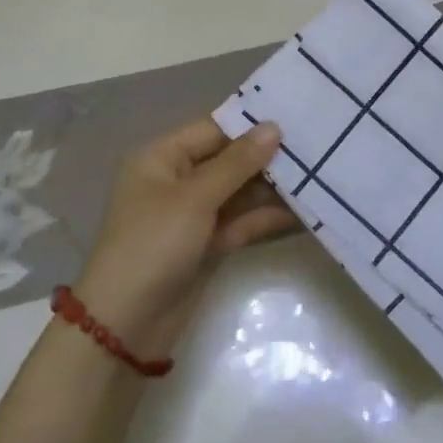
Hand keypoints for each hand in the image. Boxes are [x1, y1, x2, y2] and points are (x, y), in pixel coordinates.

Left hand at [72, 118, 295, 361]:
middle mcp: (176, 180)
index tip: (295, 116)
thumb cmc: (153, 245)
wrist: (124, 327)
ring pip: (238, 192)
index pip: (213, 129)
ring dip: (271, 188)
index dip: (251, 124)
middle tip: (315, 146)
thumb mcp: (195, 198)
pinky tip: (302, 211)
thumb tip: (274, 127)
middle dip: (266, 157)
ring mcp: (192, 215)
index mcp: (161, 158)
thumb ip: (238, 162)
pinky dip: (265, 217)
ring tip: (317, 176)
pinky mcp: (206, 245)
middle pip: (228, 160)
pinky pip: (240, 222)